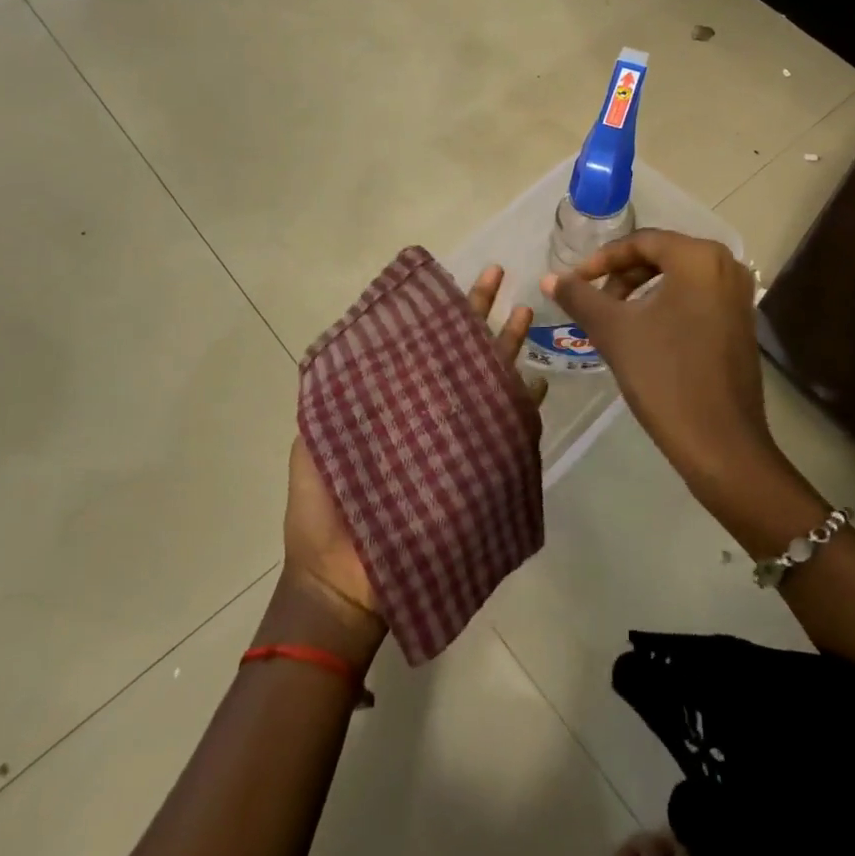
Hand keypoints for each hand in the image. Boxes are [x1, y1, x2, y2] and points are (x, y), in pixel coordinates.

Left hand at [281, 263, 542, 624]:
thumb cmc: (325, 509)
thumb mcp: (318, 439)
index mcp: (392, 403)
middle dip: (478, 313)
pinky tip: (536, 382)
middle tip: (498, 274)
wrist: (342, 580)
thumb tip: (355, 336)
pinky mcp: (476, 470)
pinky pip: (506, 433)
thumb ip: (334, 394)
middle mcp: (429, 414)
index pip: (421, 346)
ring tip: (524, 312)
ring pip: (488, 383)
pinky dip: (523, 408)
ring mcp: (455, 441)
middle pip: (459, 354)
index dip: (435, 313)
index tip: (446, 279)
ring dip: (506, 348)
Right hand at [543, 231, 775, 493]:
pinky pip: (696, 298)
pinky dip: (666, 306)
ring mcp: (739, 295)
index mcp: (699, 257)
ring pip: (678, 279)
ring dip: (641, 292)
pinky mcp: (742, 322)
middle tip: (593, 302)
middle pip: (661, 257)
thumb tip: (549, 278)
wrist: (720, 442)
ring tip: (613, 320)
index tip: (575, 282)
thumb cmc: (664, 376)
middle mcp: (726, 265)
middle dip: (621, 276)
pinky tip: (644, 335)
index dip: (602, 260)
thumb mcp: (614, 331)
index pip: (641, 242)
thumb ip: (579, 297)